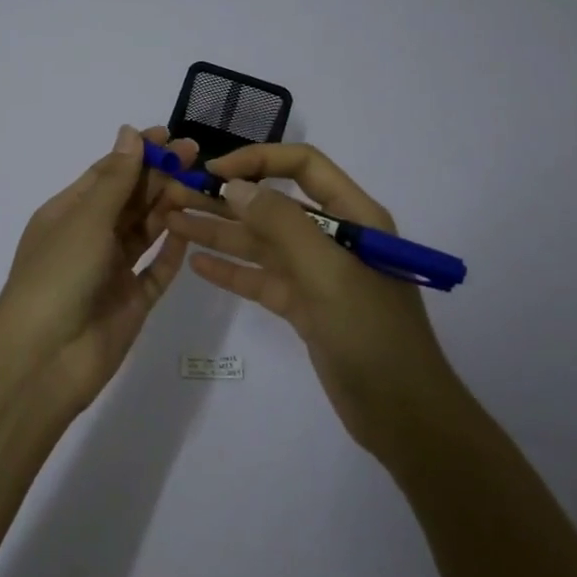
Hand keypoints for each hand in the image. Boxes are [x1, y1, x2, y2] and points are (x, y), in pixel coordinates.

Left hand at [0, 125, 196, 409]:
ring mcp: (111, 271)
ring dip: (169, 208)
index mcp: (68, 213)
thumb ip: (115, 179)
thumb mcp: (86, 219)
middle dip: (160, 176)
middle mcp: (89, 238)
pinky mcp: (131, 302)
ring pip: (145, 232)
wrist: (44, 359)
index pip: (107, 173)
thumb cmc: (58, 275)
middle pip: (129, 200)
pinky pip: (156, 271)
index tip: (170, 135)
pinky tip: (193, 231)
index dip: (137, 153)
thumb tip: (128, 133)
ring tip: (201, 186)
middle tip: (198, 156)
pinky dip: (173, 252)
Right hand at [165, 144, 462, 465]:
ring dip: (220, 232)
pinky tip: (197, 264)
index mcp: (354, 216)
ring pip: (262, 243)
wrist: (403, 415)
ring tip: (173, 222)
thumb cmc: (372, 333)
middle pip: (274, 205)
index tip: (214, 171)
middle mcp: (334, 238)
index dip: (258, 160)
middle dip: (226, 198)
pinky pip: (261, 279)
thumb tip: (234, 186)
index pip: (303, 166)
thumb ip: (281, 224)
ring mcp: (317, 274)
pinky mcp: (304, 307)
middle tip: (176, 195)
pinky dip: (232, 270)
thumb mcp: (328, 271)